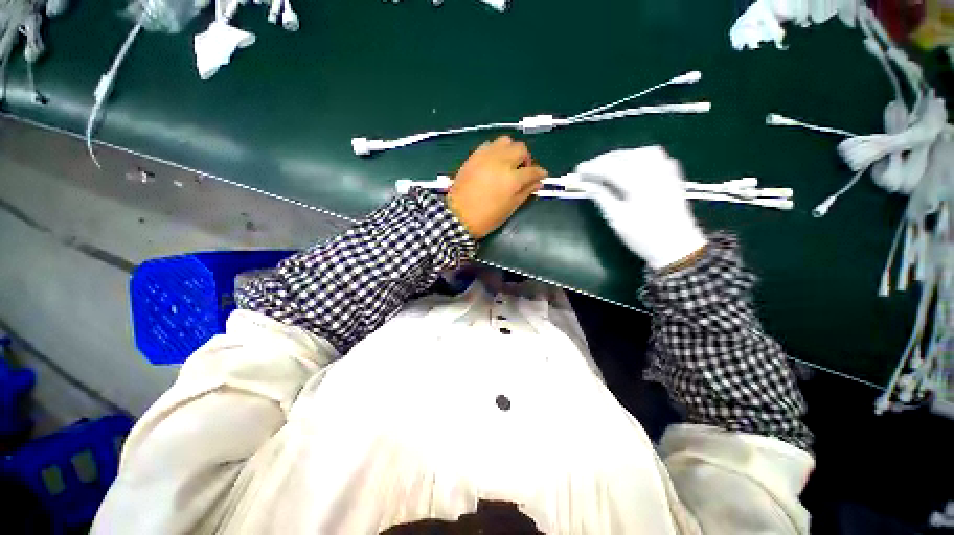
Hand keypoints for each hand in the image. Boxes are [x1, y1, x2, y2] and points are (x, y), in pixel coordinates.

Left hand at [447, 136, 547, 238]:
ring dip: (511, 150)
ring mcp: (486, 157)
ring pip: (505, 141)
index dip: (540, 173)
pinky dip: (496, 150)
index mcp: (512, 180)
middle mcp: (501, 163)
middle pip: (520, 149)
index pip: (532, 170)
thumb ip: (525, 193)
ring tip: (508, 163)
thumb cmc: (486, 217)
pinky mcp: (474, 156)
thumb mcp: (510, 208)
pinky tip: (494, 162)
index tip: (541, 176)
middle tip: (523, 170)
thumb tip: (538, 183)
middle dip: (526, 159)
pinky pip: (489, 145)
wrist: (458, 216)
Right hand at [576, 146, 706, 269]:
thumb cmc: (643, 236)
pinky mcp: (672, 176)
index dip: (592, 168)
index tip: (577, 171)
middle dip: (603, 160)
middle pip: (625, 157)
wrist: (677, 247)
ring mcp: (666, 172)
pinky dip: (639, 156)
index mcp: (638, 184)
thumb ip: (602, 197)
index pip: (610, 168)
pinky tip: (631, 164)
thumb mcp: (617, 219)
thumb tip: (587, 184)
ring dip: (621, 156)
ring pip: (641, 152)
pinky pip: (656, 157)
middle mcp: (654, 172)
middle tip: (587, 169)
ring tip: (607, 165)